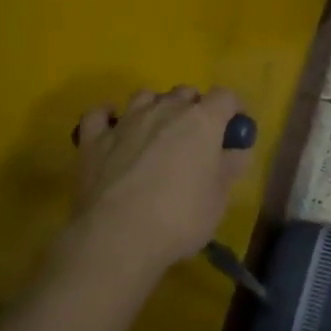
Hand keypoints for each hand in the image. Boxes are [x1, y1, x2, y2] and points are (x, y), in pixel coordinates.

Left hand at [66, 86, 251, 278]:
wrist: (118, 238)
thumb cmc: (181, 217)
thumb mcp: (220, 197)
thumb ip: (230, 166)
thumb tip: (236, 150)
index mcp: (202, 120)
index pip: (225, 96)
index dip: (233, 110)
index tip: (234, 129)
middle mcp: (165, 110)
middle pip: (185, 92)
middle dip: (194, 107)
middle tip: (197, 137)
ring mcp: (126, 122)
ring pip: (145, 96)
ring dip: (156, 107)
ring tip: (157, 132)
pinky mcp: (94, 140)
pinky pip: (99, 115)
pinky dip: (108, 117)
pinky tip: (113, 129)